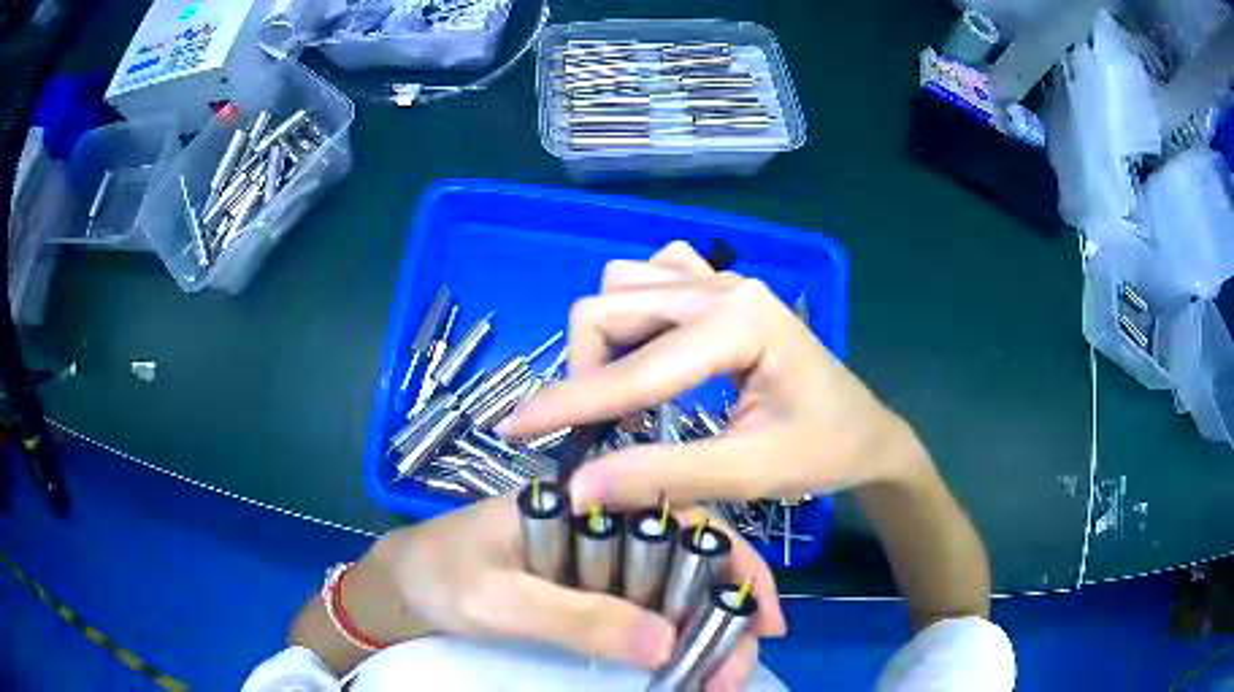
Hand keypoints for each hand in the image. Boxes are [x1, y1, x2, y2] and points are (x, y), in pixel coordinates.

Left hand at [353, 493, 785, 689]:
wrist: (403, 587)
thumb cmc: (439, 575)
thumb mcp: (495, 598)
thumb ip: (573, 615)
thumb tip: (666, 643)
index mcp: (587, 499)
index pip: (681, 515)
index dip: (731, 562)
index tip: (764, 618)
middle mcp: (605, 522)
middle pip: (688, 557)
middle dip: (724, 612)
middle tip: (737, 670)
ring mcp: (600, 558)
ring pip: (673, 586)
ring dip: (702, 630)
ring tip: (720, 676)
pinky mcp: (591, 588)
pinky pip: (645, 609)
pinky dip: (671, 637)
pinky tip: (686, 664)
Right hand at [498, 241, 919, 509]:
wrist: (863, 432)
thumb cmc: (820, 452)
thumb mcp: (748, 472)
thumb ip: (663, 475)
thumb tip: (578, 487)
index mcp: (739, 322)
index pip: (633, 367)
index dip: (568, 402)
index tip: (513, 428)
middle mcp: (723, 284)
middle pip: (610, 304)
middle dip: (588, 371)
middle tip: (605, 429)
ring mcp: (720, 279)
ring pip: (623, 286)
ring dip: (608, 341)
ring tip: (631, 396)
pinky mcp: (718, 288)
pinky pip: (650, 276)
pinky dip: (634, 314)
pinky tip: (653, 350)